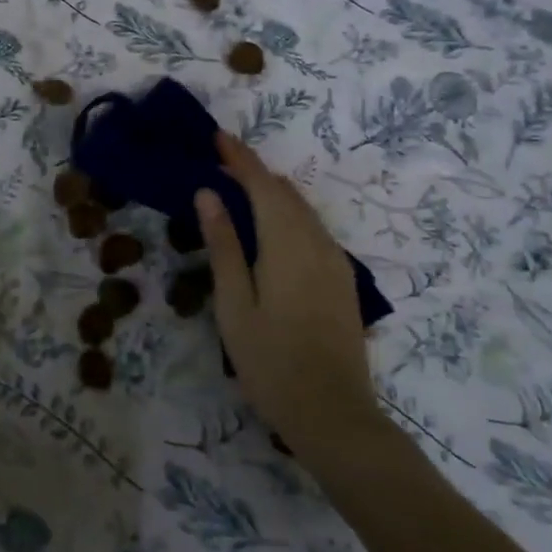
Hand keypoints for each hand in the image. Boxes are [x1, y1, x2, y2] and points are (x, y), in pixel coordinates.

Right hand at [196, 132, 385, 471]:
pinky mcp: (343, 280)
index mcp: (286, 244)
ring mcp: (335, 261)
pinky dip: (289, 213)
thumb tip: (208, 193)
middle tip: (221, 161)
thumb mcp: (234, 304)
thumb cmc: (271, 361)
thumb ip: (223, 245)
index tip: (218, 137)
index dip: (239, 158)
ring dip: (272, 192)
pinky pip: (313, 229)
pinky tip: (274, 225)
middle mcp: (316, 242)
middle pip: (284, 193)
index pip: (262, 185)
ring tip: (241, 186)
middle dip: (254, 171)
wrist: (334, 414)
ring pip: (302, 210)